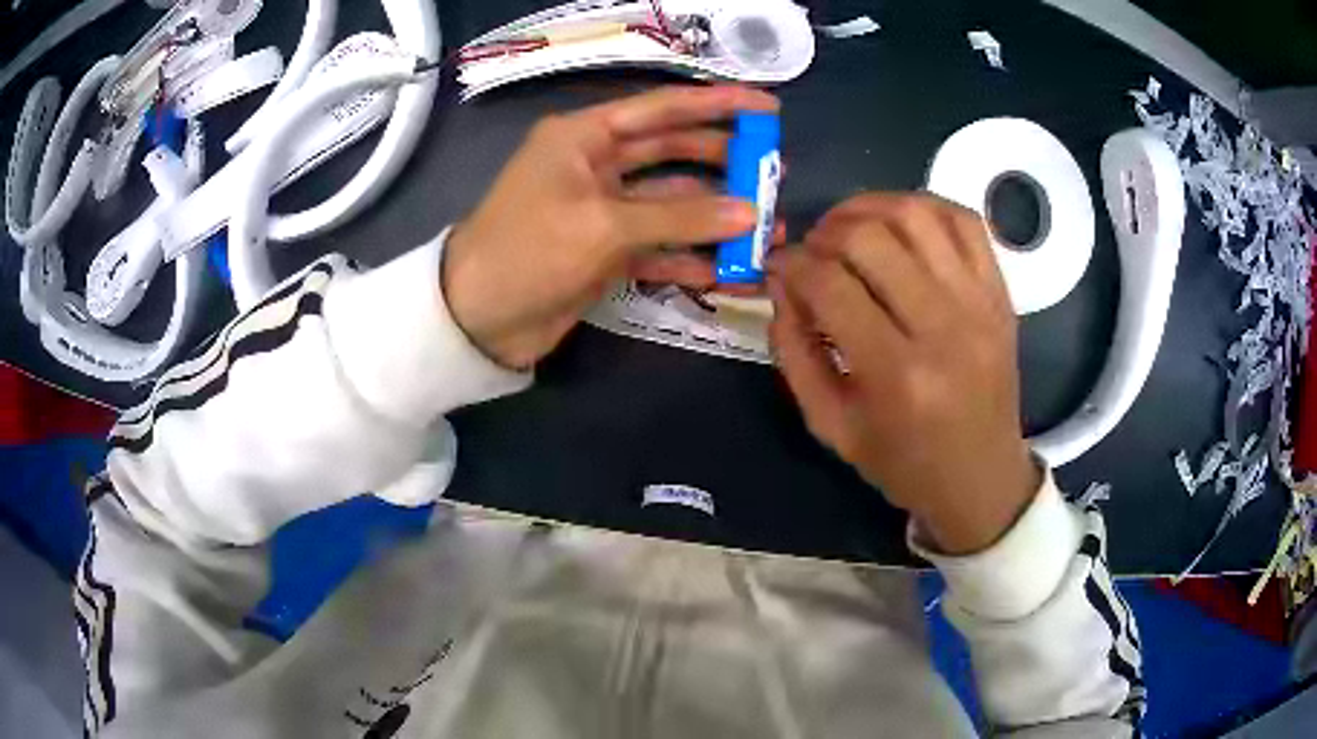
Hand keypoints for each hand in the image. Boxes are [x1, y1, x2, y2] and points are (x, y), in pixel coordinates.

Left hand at [443, 85, 778, 368]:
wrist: (477, 320)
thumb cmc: (528, 251)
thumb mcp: (602, 226)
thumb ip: (679, 218)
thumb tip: (749, 213)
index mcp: (584, 137)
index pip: (661, 109)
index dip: (716, 105)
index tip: (767, 109)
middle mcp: (596, 165)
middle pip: (673, 153)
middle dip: (724, 163)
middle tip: (774, 175)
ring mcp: (603, 211)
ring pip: (672, 205)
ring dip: (717, 218)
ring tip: (768, 232)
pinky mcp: (606, 253)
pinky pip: (659, 248)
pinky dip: (692, 259)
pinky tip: (730, 272)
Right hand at [768, 193, 1039, 554]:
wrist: (981, 476)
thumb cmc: (903, 462)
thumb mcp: (830, 426)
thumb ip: (794, 352)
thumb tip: (780, 282)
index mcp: (897, 375)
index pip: (830, 285)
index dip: (790, 265)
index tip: (778, 268)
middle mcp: (944, 328)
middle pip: (870, 238)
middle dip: (824, 234)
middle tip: (813, 252)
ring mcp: (980, 303)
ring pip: (916, 213)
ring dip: (868, 208)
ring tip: (849, 229)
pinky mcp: (1000, 292)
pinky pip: (963, 220)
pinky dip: (924, 205)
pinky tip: (899, 224)